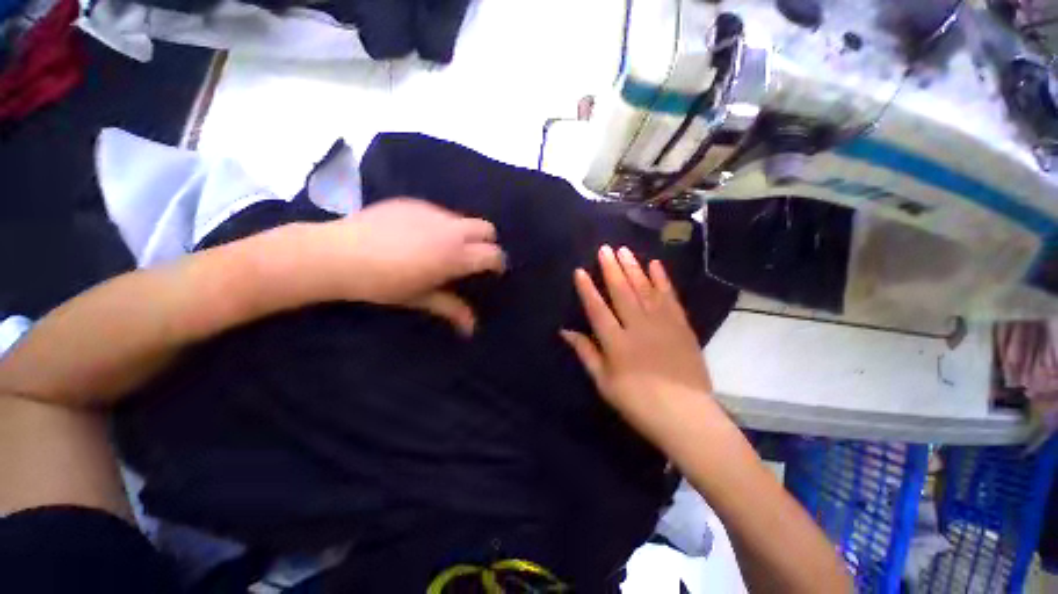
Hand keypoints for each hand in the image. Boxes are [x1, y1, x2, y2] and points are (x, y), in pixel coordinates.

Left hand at [318, 198, 504, 333]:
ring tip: (440, 249)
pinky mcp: (413, 202)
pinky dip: (439, 225)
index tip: (493, 273)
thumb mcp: (420, 298)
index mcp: (454, 255)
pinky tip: (416, 237)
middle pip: (486, 228)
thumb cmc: (382, 283)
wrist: (338, 254)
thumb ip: (451, 309)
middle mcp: (450, 229)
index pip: (493, 254)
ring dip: (462, 234)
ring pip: (461, 219)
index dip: (498, 263)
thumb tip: (472, 329)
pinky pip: (438, 213)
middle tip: (472, 258)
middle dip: (487, 242)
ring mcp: (431, 212)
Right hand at [561, 245, 715, 442]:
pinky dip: (662, 280)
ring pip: (645, 289)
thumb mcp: (604, 382)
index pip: (597, 309)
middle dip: (611, 269)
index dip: (587, 289)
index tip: (580, 271)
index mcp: (616, 342)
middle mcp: (637, 327)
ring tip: (625, 250)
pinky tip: (655, 265)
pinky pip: (670, 297)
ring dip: (634, 268)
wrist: (685, 414)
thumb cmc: (638, 402)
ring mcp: (662, 324)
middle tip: (605, 249)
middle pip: (622, 292)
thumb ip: (586, 353)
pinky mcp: (681, 325)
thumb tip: (565, 332)